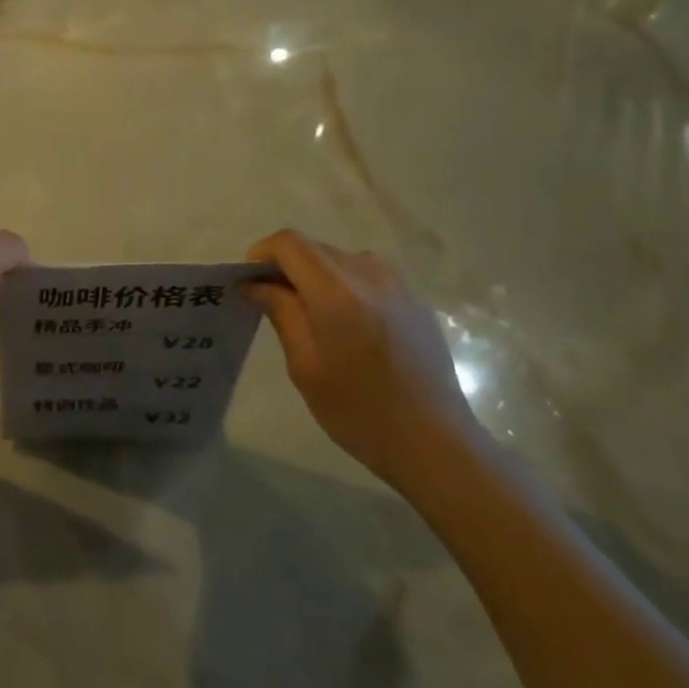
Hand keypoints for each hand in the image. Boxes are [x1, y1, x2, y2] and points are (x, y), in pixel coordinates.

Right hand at [245, 230, 485, 494]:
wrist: (437, 445)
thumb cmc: (360, 411)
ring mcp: (397, 285)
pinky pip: (369, 276)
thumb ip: (281, 312)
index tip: (251, 282)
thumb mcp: (305, 366)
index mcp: (336, 291)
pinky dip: (347, 287)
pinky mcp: (415, 301)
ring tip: (315, 319)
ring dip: (318, 276)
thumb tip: (255, 283)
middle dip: (288, 267)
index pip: (289, 242)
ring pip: (341, 260)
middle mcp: (368, 274)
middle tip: (275, 305)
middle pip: (315, 248)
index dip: (263, 253)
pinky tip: (352, 330)